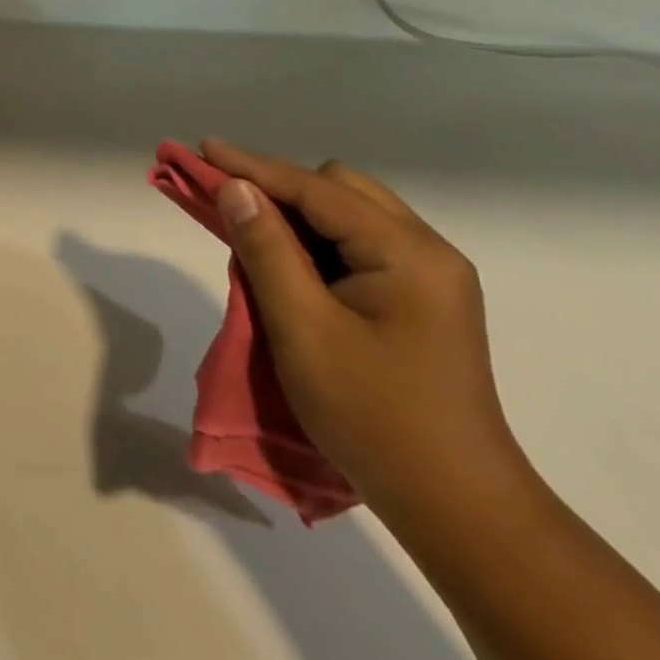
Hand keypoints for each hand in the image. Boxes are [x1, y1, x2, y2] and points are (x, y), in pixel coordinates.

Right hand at [200, 137, 528, 515]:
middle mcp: (427, 252)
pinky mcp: (423, 301)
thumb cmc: (375, 417)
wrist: (458, 510)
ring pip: (349, 215)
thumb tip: (236, 188)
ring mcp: (430, 277)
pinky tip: (289, 262)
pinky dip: (317, 242)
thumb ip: (267, 249)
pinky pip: (359, 245)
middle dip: (278, 186)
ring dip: (297, 215)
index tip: (201, 149)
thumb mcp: (304, 329)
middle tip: (225, 199)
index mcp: (407, 253)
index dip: (253, 167)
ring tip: (248, 227)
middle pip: (339, 189)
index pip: (317, 189)